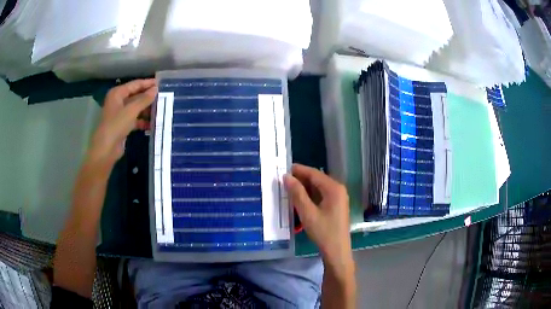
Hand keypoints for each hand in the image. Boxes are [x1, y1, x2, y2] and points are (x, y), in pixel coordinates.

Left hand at [88, 79, 156, 170]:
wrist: (106, 149)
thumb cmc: (116, 125)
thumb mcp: (131, 110)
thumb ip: (144, 99)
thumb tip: (156, 89)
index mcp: (118, 93)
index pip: (135, 84)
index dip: (148, 83)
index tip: (161, 83)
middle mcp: (118, 101)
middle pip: (136, 96)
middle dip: (148, 97)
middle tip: (164, 97)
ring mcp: (120, 113)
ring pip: (136, 108)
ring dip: (147, 110)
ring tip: (161, 110)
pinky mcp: (123, 125)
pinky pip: (135, 119)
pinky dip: (143, 121)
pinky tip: (152, 124)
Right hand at [284, 164, 351, 266]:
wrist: (337, 251)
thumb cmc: (323, 232)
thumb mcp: (307, 213)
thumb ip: (297, 193)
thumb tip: (286, 177)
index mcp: (333, 188)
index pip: (314, 173)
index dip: (298, 170)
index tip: (283, 168)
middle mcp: (338, 189)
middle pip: (317, 179)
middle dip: (300, 179)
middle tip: (283, 180)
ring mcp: (338, 198)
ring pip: (318, 188)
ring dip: (304, 188)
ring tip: (288, 189)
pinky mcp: (336, 206)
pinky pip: (321, 195)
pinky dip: (310, 196)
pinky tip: (299, 200)